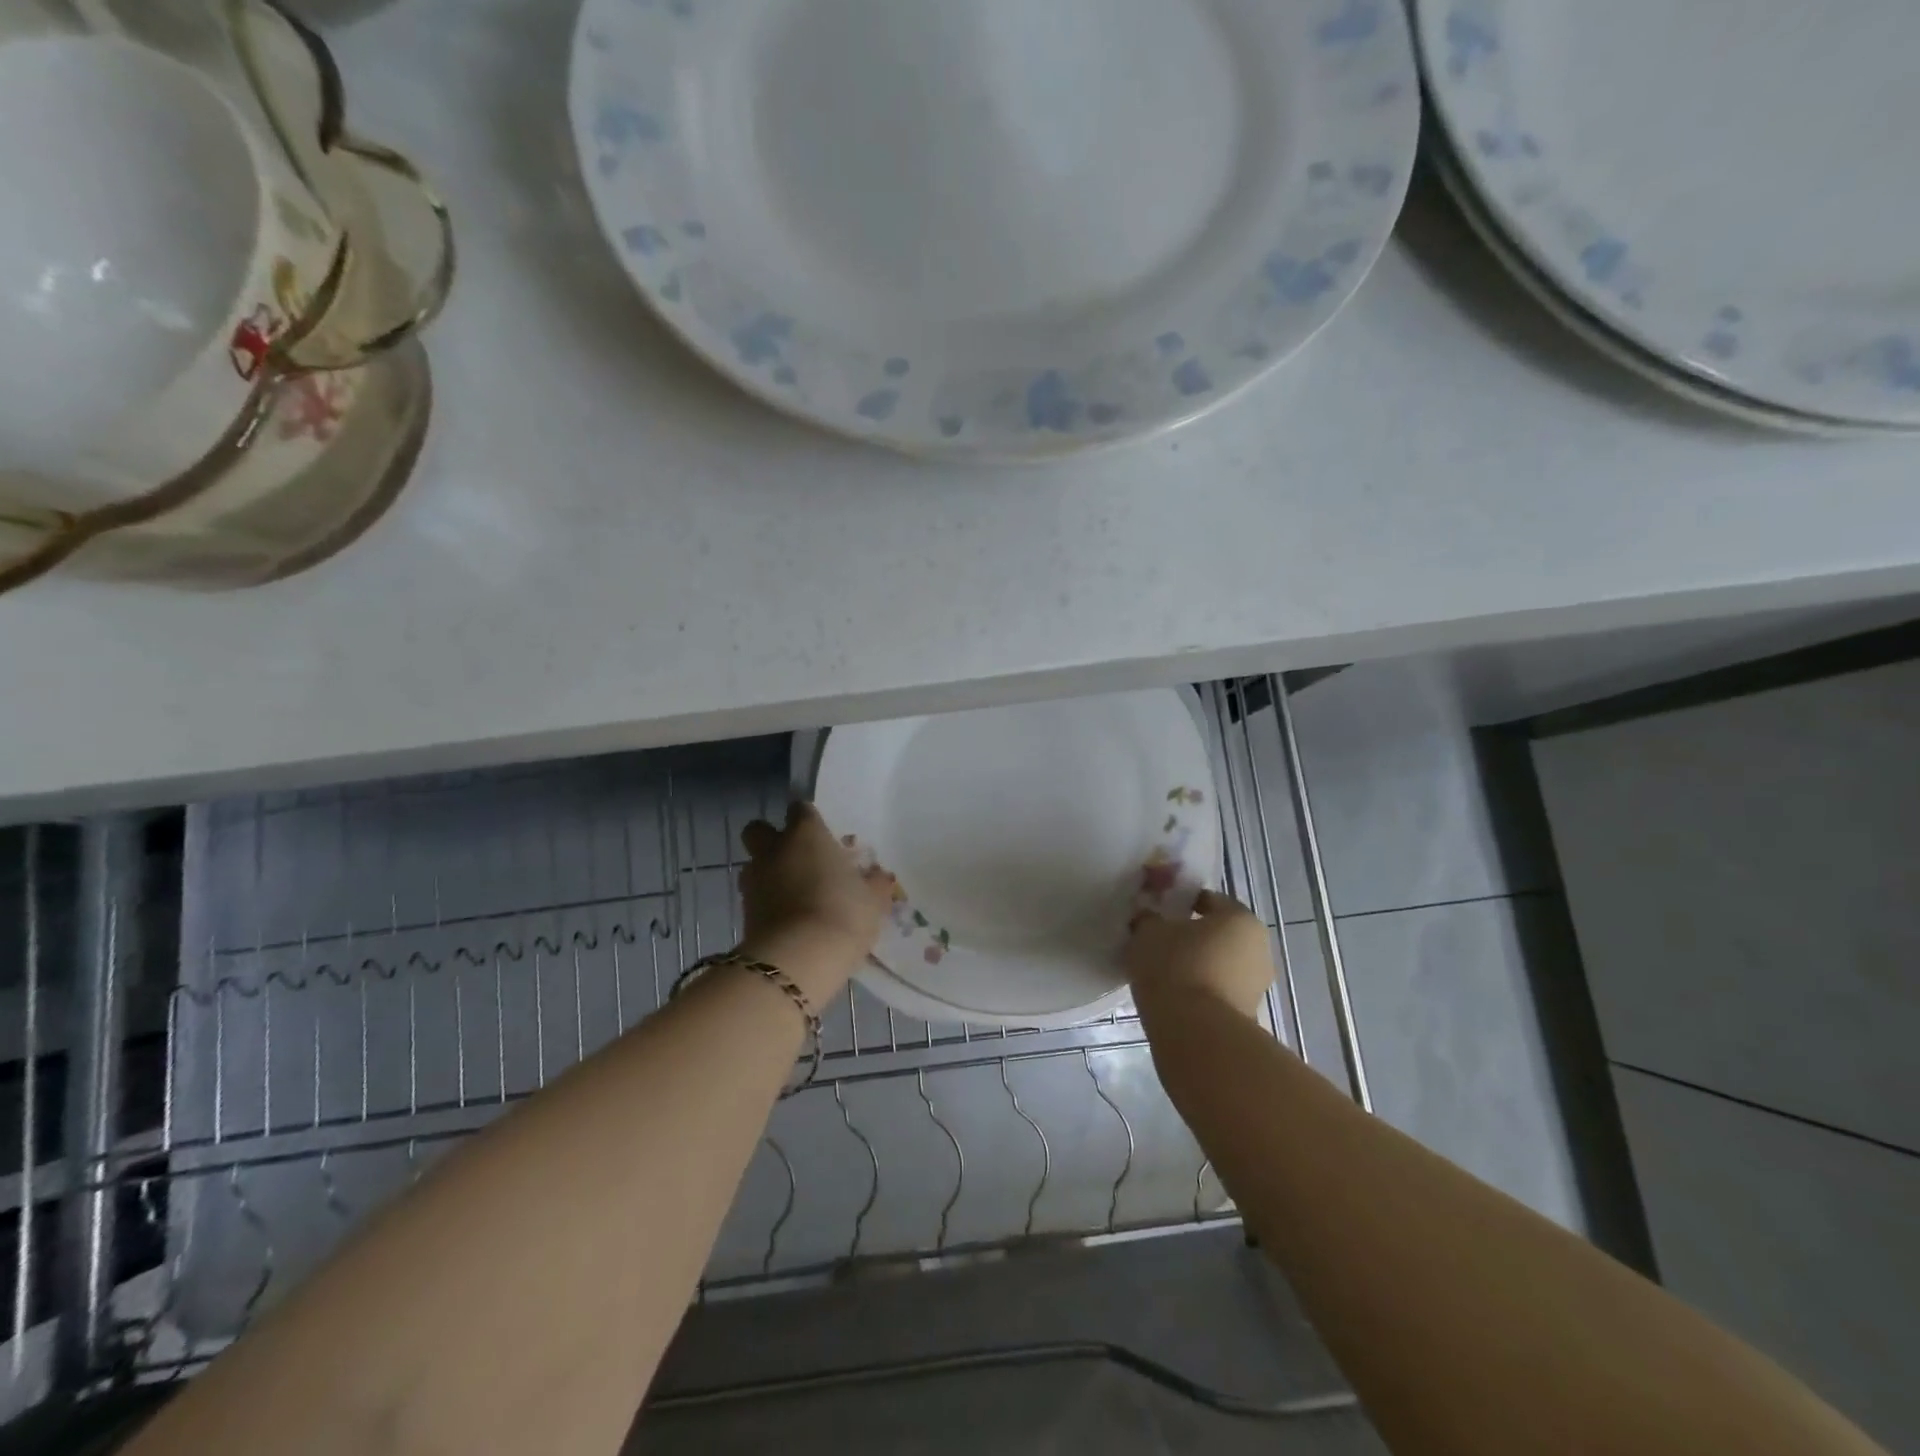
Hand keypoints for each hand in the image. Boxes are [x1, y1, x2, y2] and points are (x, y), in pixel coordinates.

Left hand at [737, 802, 895, 998]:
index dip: (808, 819)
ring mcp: (754, 881)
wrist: (799, 960)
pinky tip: (789, 922)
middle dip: (771, 839)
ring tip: (794, 895)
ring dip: (768, 875)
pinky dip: (767, 905)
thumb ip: (874, 883)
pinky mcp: (743, 913)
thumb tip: (878, 876)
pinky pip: (755, 899)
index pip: (800, 809)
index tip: (821, 834)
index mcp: (806, 834)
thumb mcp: (873, 899)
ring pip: (754, 866)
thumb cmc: (843, 913)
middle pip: (759, 830)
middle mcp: (774, 850)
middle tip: (796, 858)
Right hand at [1125, 890, 1273, 1020]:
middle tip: (1158, 941)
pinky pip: (1218, 991)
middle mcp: (1258, 947)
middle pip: (1217, 933)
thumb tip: (1148, 919)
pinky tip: (1174, 995)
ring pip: (1219, 964)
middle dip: (1190, 936)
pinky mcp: (1247, 1015)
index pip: (1208, 899)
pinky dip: (1199, 989)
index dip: (1180, 902)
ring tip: (1161, 972)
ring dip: (1195, 965)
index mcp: (1240, 918)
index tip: (1157, 912)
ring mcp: (1257, 984)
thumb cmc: (1176, 967)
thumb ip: (1148, 919)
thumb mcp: (1148, 932)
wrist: (1197, 1034)